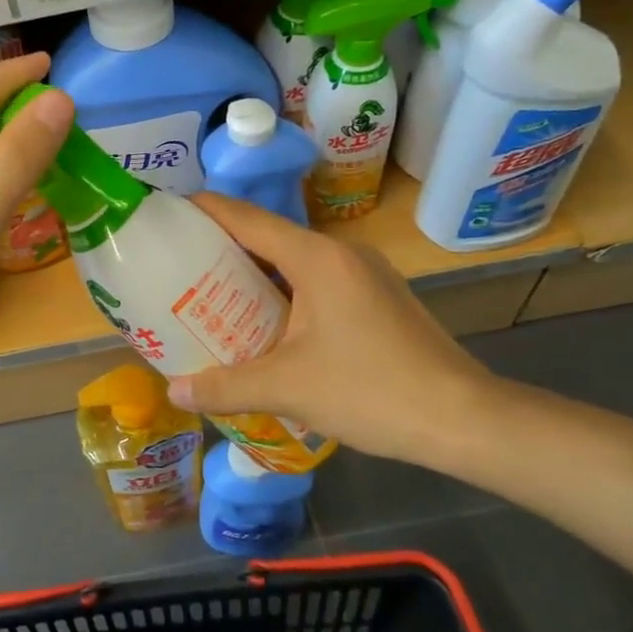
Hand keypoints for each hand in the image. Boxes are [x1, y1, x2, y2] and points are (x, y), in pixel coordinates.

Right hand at [165, 194, 494, 469]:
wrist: (464, 420)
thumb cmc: (370, 391)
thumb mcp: (287, 388)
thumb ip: (225, 387)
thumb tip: (174, 392)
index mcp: (317, 258)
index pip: (247, 219)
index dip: (204, 211)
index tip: (168, 215)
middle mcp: (341, 254)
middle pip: (269, 239)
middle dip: (222, 252)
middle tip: (178, 271)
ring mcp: (366, 275)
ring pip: (295, 264)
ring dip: (255, 278)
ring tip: (213, 301)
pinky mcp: (379, 299)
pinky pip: (318, 285)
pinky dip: (285, 296)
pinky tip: (268, 329)